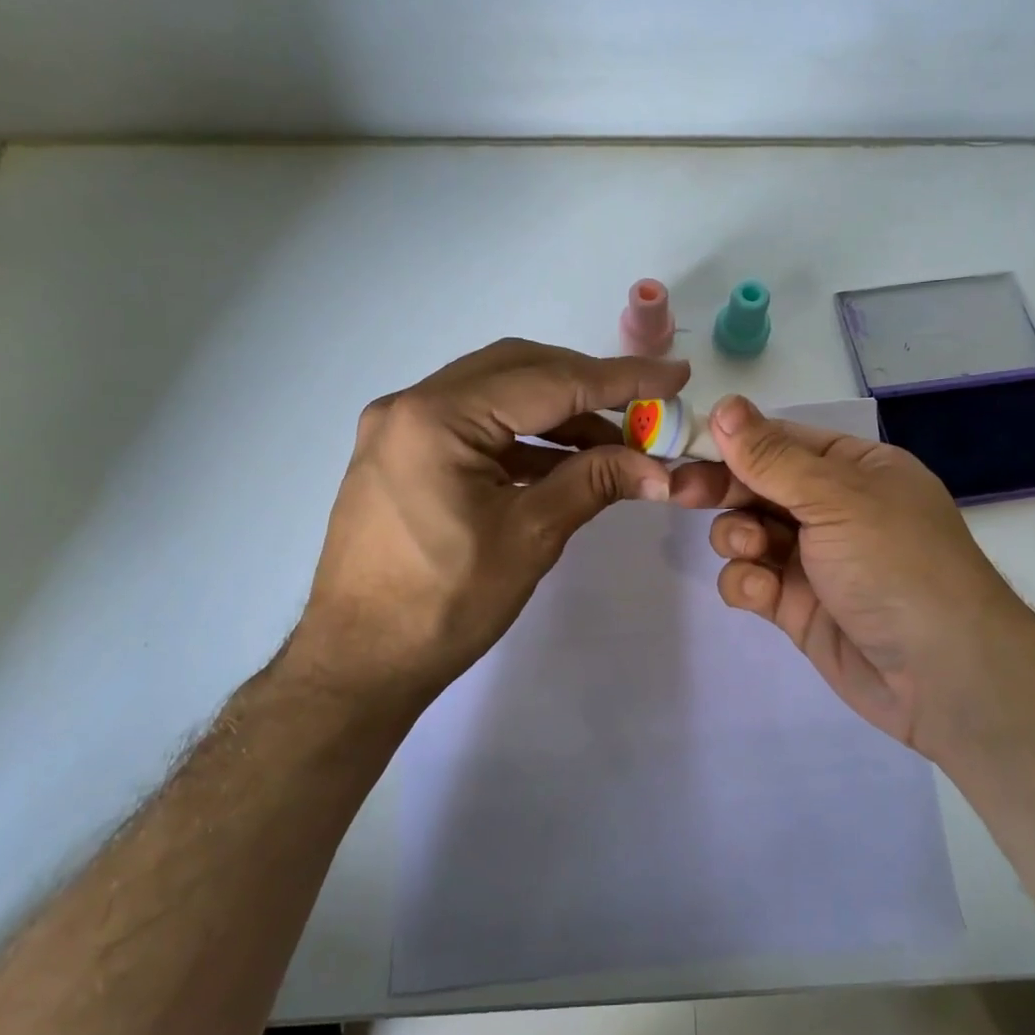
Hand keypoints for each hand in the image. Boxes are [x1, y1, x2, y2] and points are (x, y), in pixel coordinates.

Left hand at [285, 339, 689, 714]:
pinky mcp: (402, 454)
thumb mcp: (529, 537)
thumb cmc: (443, 605)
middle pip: (518, 370)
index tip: (675, 375)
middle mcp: (411, 404)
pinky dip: (523, 437)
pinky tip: (565, 462)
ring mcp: (400, 428)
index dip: (620, 379)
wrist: (359, 664)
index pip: (547, 382)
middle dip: (587, 386)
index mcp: (437, 417)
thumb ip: (593, 483)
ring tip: (615, 444)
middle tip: (643, 409)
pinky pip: (475, 426)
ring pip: (497, 395)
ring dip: (557, 413)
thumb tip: (660, 467)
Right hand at [672, 395, 1032, 754]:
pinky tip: (763, 592)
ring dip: (738, 536)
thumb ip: (771, 457)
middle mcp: (833, 508)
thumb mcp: (836, 498)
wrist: (942, 674)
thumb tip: (725, 405)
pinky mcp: (797, 606)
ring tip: (751, 548)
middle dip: (722, 487)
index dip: (733, 440)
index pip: (781, 441)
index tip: (686, 444)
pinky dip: (748, 582)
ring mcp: (814, 559)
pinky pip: (751, 580)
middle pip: (758, 485)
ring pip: (748, 532)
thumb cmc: (895, 563)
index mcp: (854, 469)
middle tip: (678, 491)